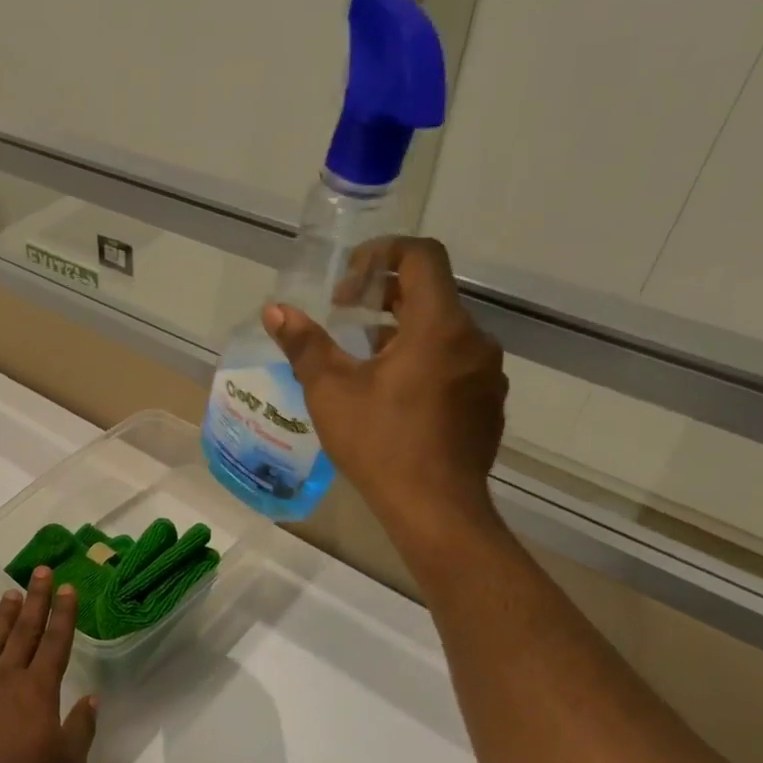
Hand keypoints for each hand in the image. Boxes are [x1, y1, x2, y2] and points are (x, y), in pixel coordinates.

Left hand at [0, 568, 97, 762]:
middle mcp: (8, 677)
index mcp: (39, 689)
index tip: (68, 588)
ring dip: (4, 616)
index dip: (64, 613)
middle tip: (41, 572)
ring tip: (11, 594)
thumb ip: (81, 728)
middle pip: (26, 630)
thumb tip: (91, 699)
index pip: (56, 641)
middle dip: (36, 599)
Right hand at [266, 236, 507, 562]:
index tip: (347, 282)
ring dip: (401, 333)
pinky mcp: (487, 403)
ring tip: (362, 361)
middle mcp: (473, 340)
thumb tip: (276, 311)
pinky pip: (454, 364)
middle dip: (383, 296)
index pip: (422, 256)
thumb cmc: (380, 443)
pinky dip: (422, 362)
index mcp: (439, 326)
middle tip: (344, 317)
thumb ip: (305, 344)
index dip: (382, 254)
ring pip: (442, 332)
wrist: (435, 508)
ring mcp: (487, 374)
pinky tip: (393, 398)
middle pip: (431, 294)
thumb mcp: (331, 391)